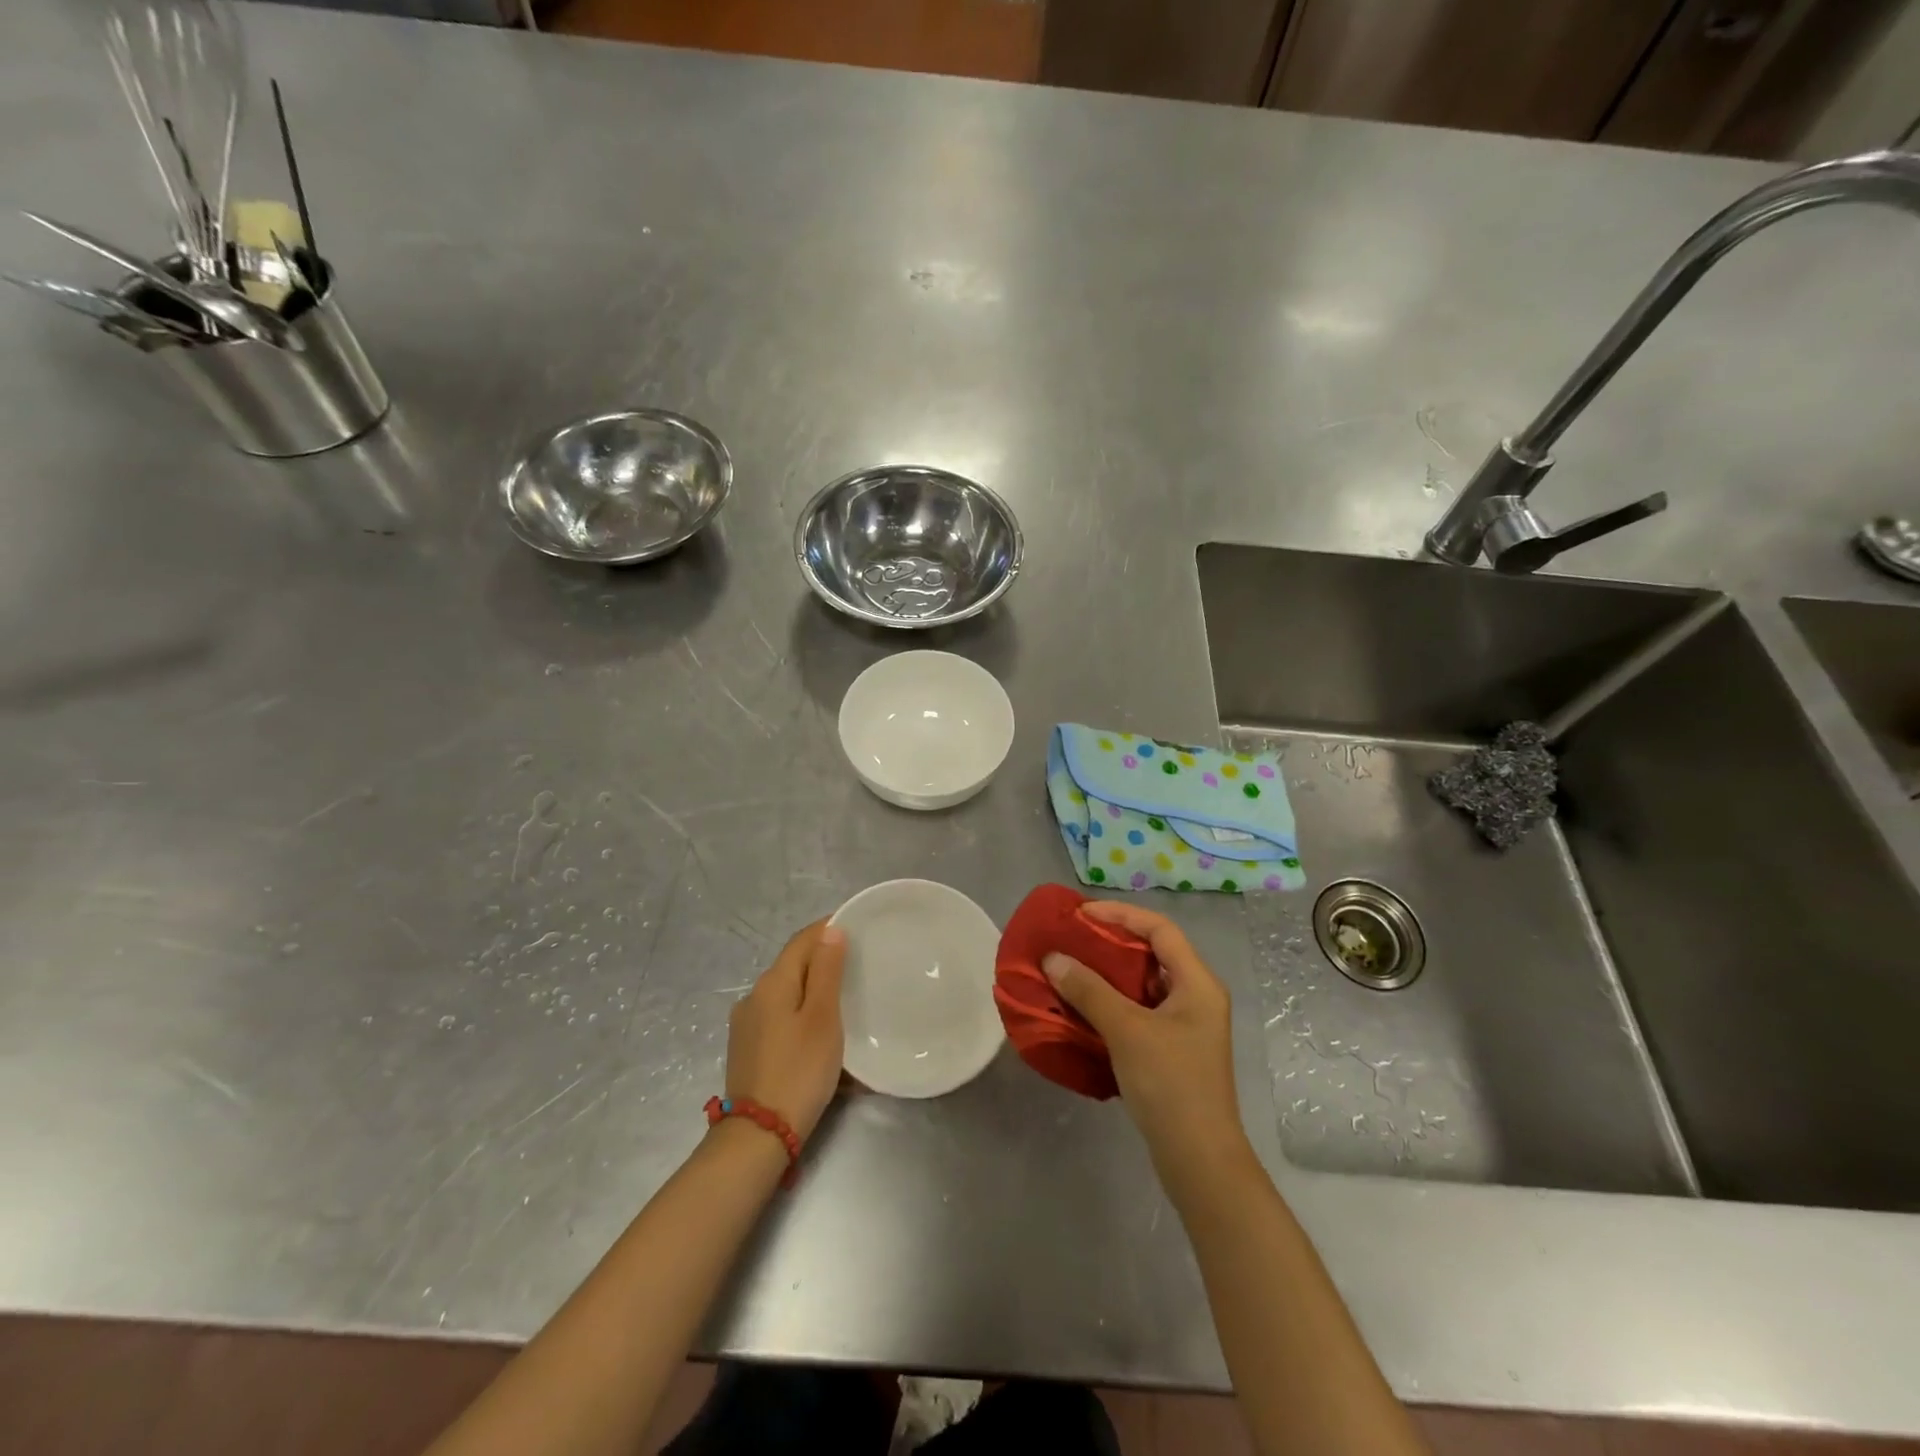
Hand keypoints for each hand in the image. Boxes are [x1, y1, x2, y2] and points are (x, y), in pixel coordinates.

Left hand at [725, 921, 846, 1142]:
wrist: (759, 1135)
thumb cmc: (800, 1070)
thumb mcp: (823, 1017)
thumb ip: (827, 971)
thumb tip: (830, 930)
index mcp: (772, 982)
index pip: (802, 940)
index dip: (828, 929)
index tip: (857, 928)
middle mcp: (753, 996)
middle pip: (793, 965)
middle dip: (823, 960)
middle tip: (858, 965)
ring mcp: (746, 1024)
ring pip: (786, 993)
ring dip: (812, 989)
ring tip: (843, 999)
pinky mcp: (747, 1049)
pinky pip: (779, 1017)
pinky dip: (801, 1013)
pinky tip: (818, 1031)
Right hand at [1043, 901, 1246, 1173]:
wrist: (1199, 1160)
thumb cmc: (1170, 1085)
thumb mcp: (1126, 1030)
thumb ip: (1089, 990)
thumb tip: (1053, 958)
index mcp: (1197, 983)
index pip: (1160, 929)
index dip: (1121, 914)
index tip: (1081, 915)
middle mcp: (1196, 996)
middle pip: (1152, 952)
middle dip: (1110, 942)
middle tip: (1071, 939)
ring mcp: (1185, 1025)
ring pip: (1143, 983)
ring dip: (1108, 974)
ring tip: (1070, 968)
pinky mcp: (1172, 1049)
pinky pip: (1139, 1010)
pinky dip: (1112, 1002)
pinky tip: (1083, 1008)